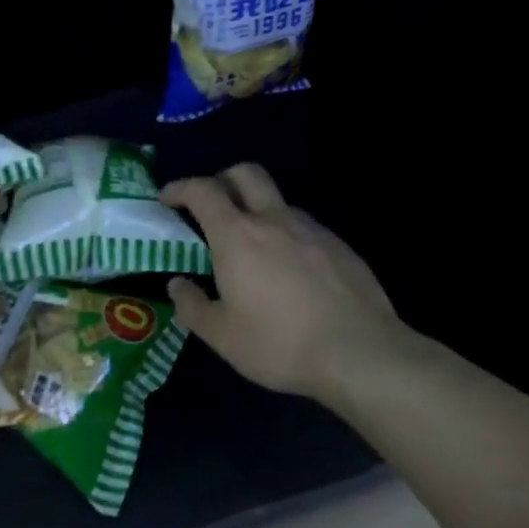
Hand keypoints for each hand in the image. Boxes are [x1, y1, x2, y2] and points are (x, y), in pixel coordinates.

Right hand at [161, 164, 418, 400]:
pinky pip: (304, 227)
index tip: (167, 199)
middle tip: (210, 206)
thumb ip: (192, 305)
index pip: (202, 190)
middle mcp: (273, 220)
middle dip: (222, 179)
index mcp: (237, 235)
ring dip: (257, 209)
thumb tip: (177, 284)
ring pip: (278, 201)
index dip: (179, 188)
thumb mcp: (221, 335)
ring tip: (252, 246)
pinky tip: (290, 270)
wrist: (361, 354)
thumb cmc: (280, 343)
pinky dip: (286, 235)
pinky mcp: (341, 247)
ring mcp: (312, 230)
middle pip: (246, 173)